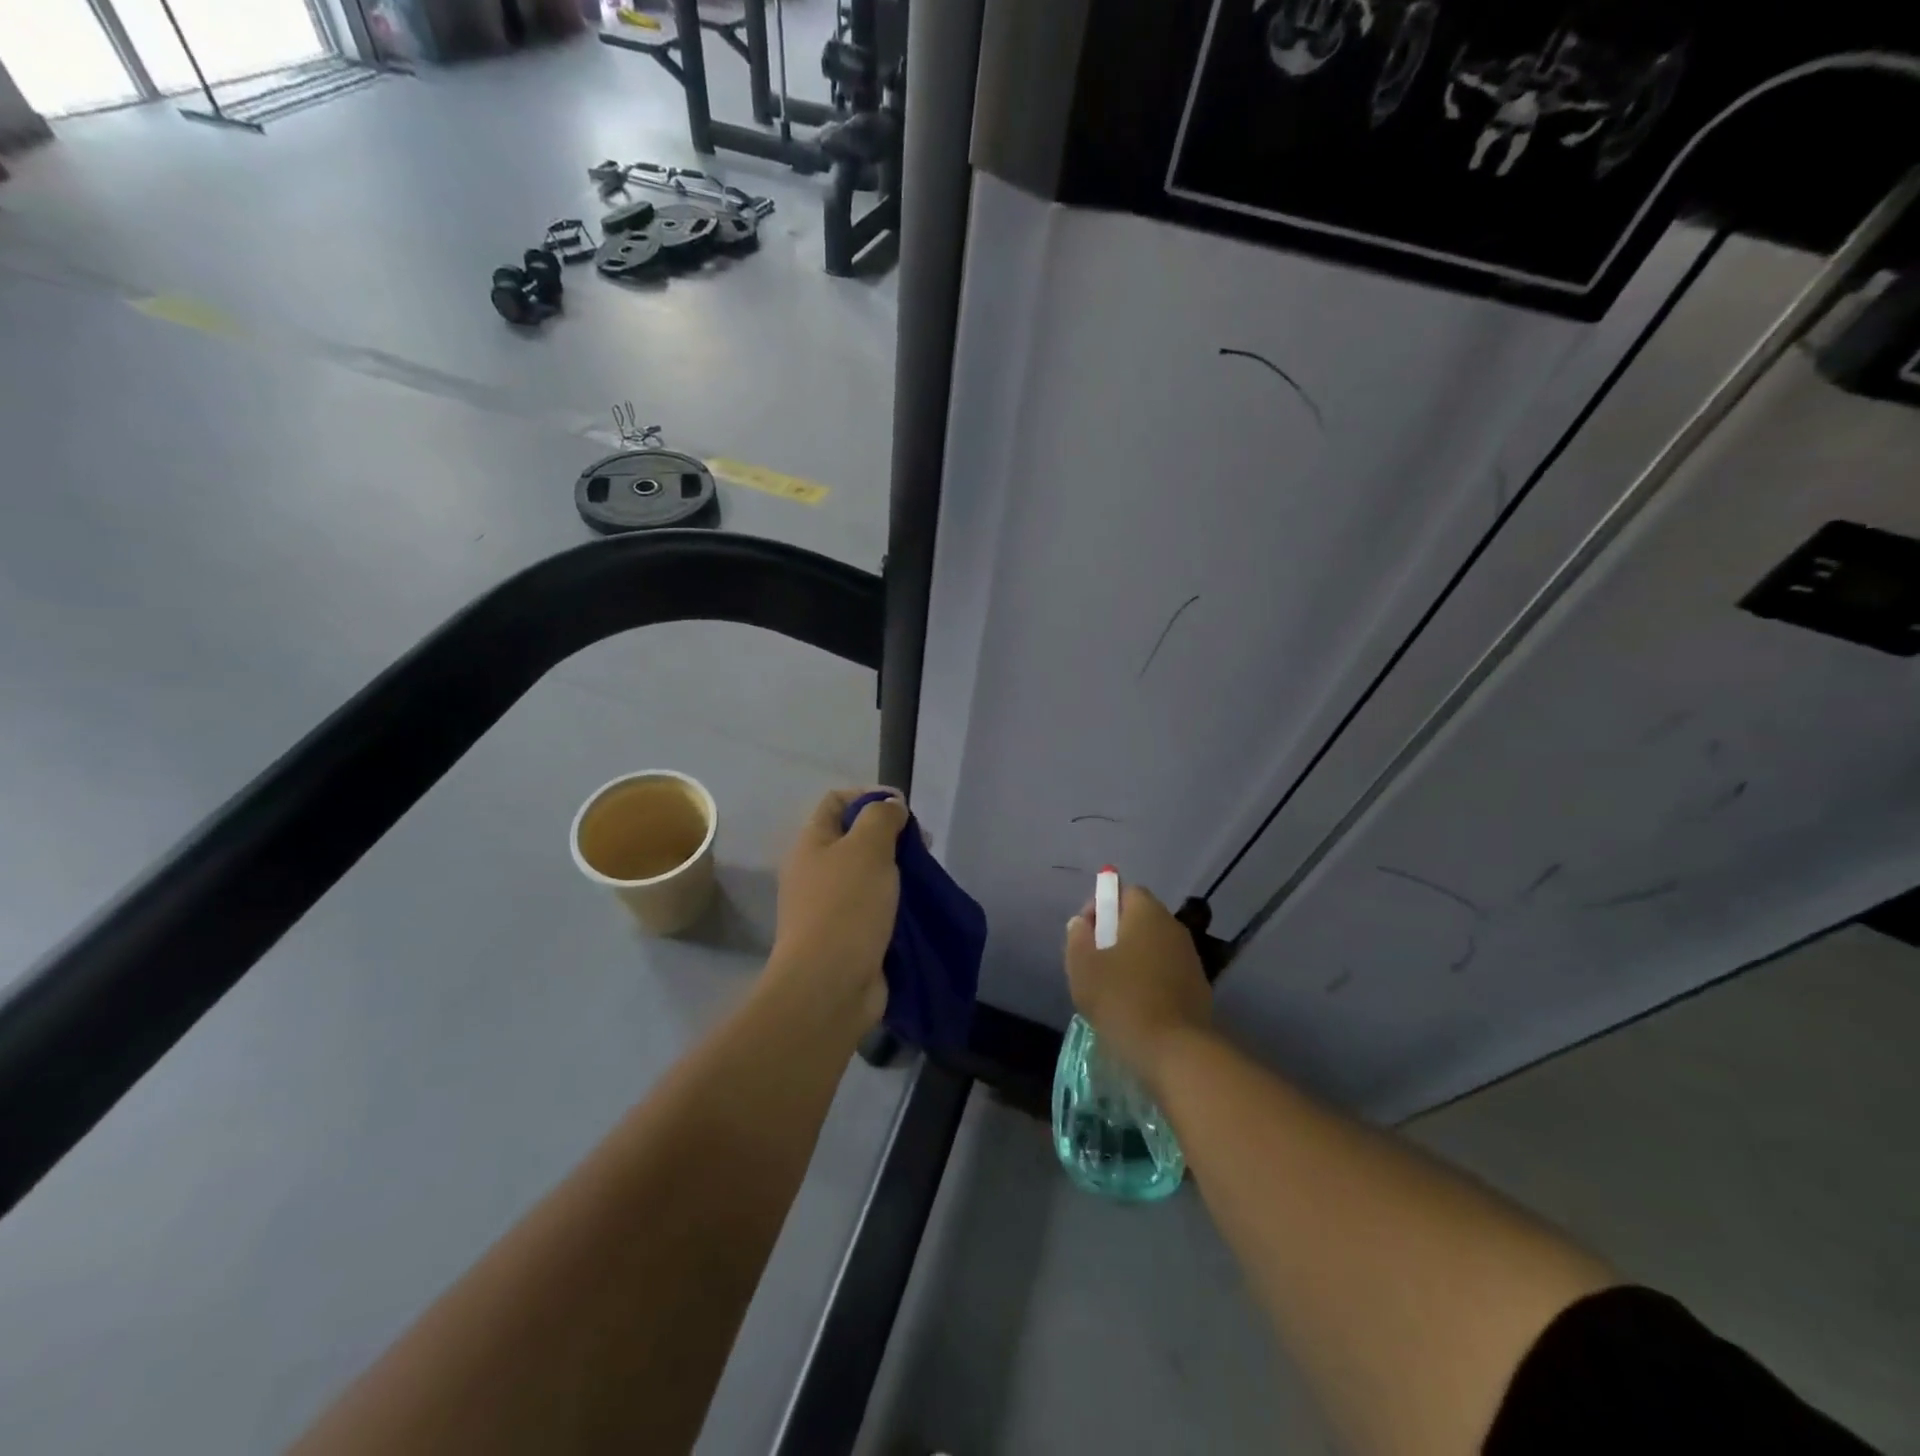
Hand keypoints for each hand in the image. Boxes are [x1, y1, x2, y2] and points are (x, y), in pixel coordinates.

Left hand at [766, 788, 908, 1033]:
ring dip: (898, 872)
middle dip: (892, 836)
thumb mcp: (867, 847)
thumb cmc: (846, 907)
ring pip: (869, 875)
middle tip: (922, 846)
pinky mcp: (848, 936)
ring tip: (925, 879)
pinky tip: (918, 908)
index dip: (870, 796)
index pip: (837, 801)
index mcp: (811, 843)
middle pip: (856, 838)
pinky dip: (897, 904)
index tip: (904, 809)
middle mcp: (816, 871)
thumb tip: (891, 806)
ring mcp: (830, 906)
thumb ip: (881, 817)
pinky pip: (876, 908)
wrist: (829, 986)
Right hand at [1064, 883, 1211, 1086]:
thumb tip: (1081, 923)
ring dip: (1134, 958)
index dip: (1102, 906)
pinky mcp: (1199, 987)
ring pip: (1154, 946)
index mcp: (1147, 913)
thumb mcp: (1083, 966)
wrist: (1174, 1050)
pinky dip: (1151, 980)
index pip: (1125, 892)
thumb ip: (1077, 937)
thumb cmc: (1121, 999)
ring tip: (1113, 986)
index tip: (1086, 933)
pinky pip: (1167, 972)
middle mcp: (1173, 927)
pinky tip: (1136, 1005)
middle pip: (1141, 919)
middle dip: (1116, 933)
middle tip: (1095, 960)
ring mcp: (1190, 958)